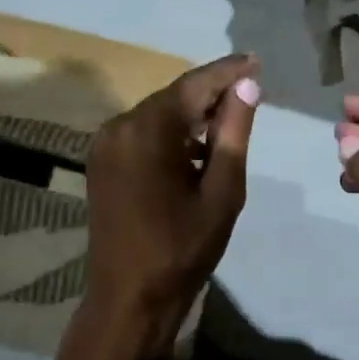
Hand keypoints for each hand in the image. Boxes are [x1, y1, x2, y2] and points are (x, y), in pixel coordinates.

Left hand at [78, 54, 260, 359]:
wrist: (129, 299)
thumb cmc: (182, 249)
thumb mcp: (221, 191)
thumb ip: (233, 133)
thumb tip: (247, 86)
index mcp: (147, 131)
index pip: (193, 86)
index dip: (227, 72)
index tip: (256, 60)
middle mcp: (118, 127)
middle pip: (173, 97)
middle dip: (211, 93)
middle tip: (250, 89)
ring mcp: (105, 145)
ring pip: (158, 115)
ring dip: (192, 115)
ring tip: (231, 119)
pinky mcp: (102, 163)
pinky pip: (143, 134)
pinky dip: (172, 134)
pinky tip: (197, 147)